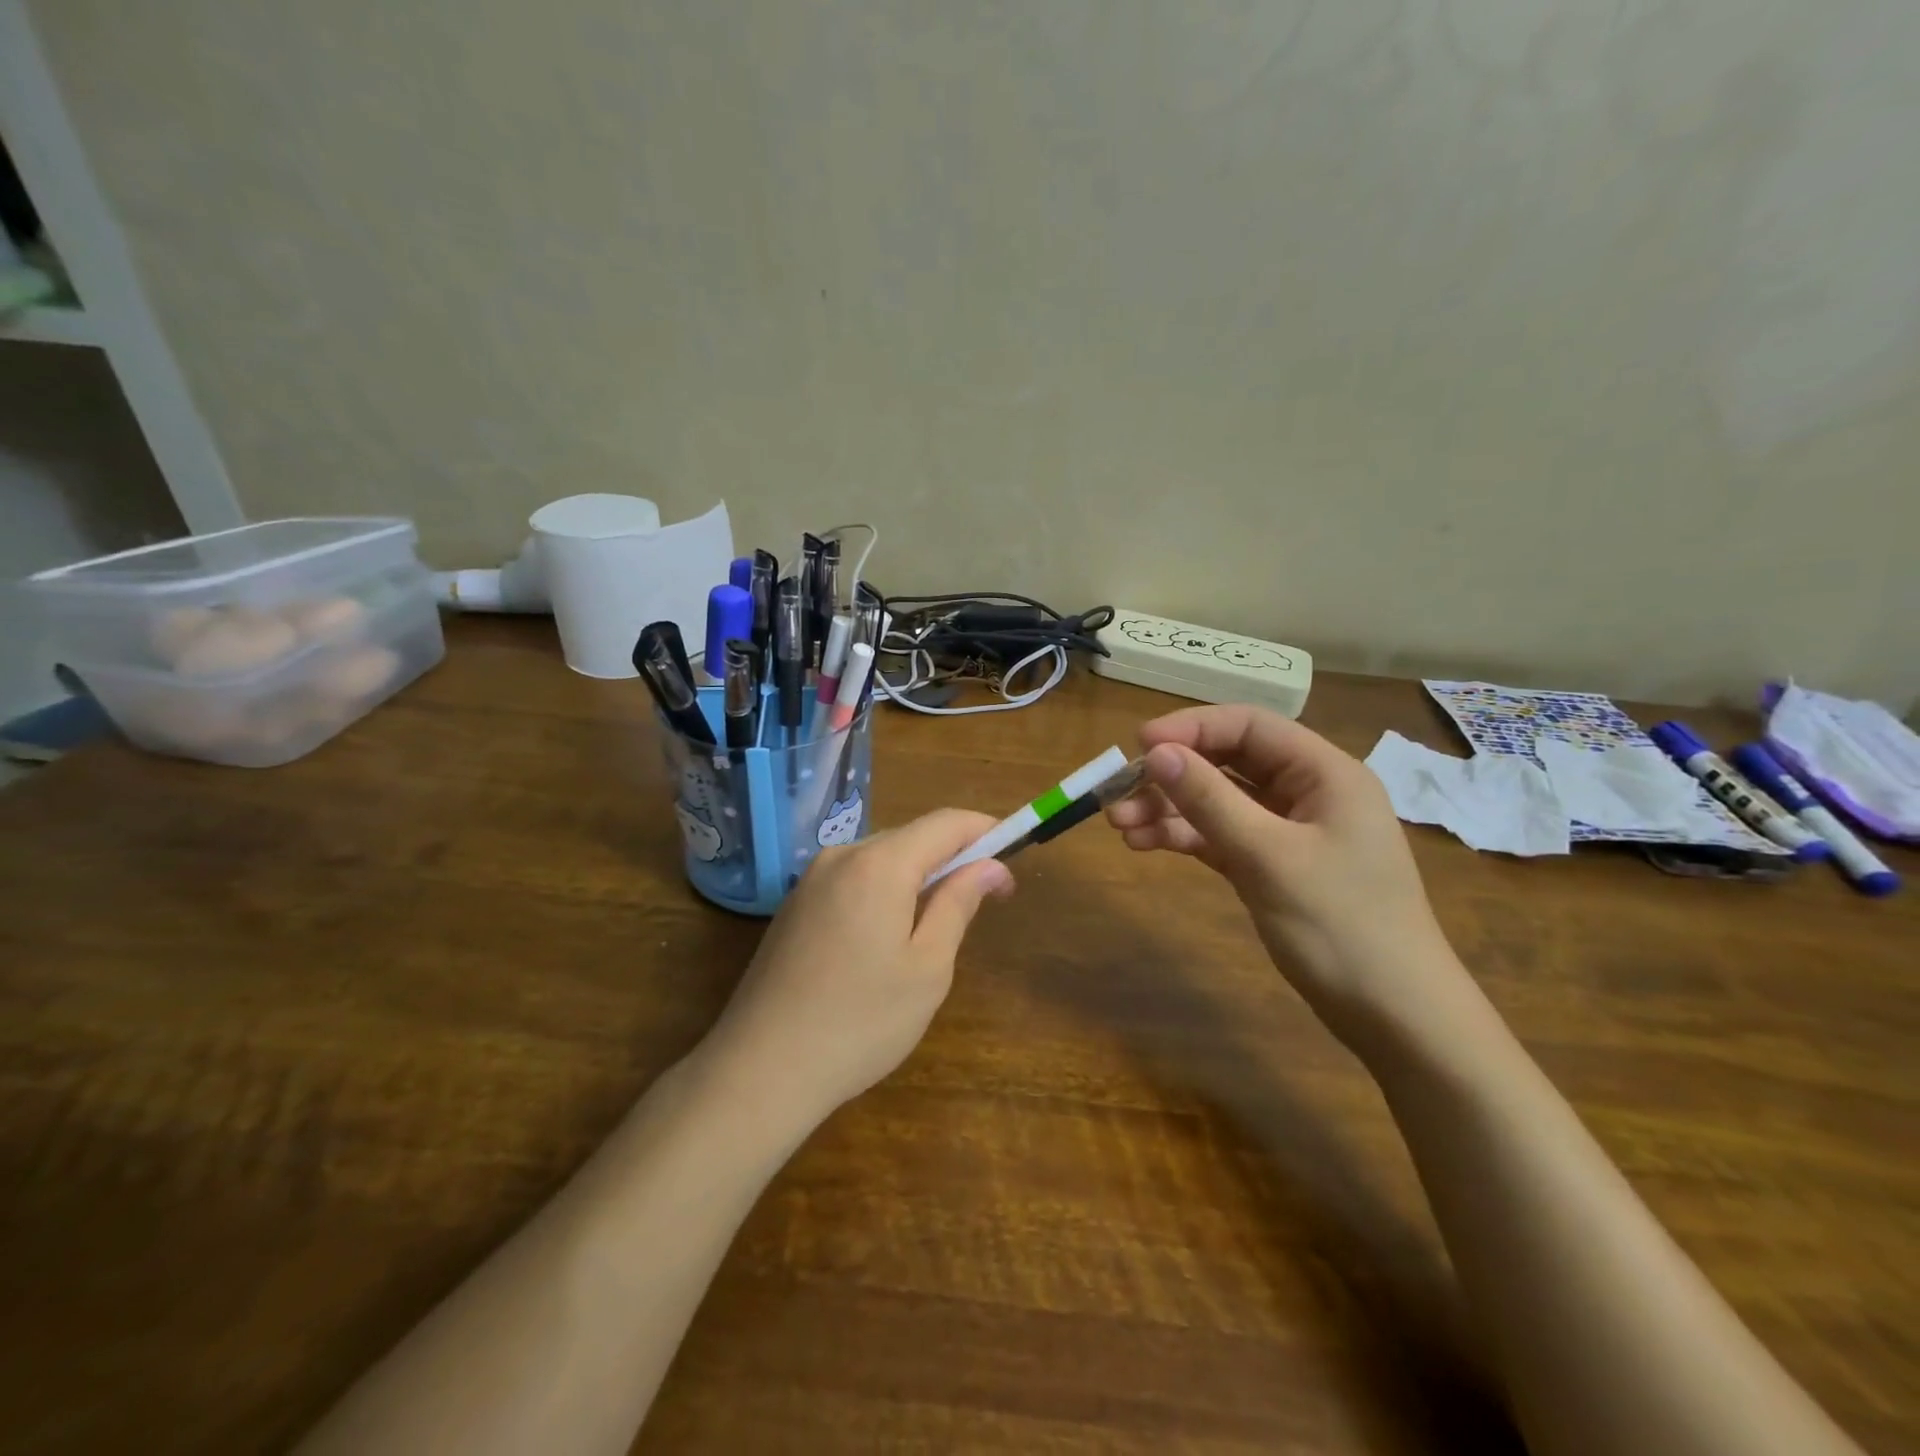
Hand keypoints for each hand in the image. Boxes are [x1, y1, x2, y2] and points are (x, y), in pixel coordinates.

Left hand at [696, 810, 1013, 1129]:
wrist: (760, 1069)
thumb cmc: (860, 1022)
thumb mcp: (927, 967)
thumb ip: (959, 904)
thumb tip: (990, 866)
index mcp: (878, 863)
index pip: (945, 823)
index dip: (985, 832)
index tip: (1013, 858)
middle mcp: (841, 856)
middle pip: (911, 838)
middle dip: (953, 858)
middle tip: (985, 900)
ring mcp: (810, 880)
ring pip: (881, 859)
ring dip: (918, 877)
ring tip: (938, 925)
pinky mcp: (794, 906)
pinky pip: (853, 880)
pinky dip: (884, 892)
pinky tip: (887, 939)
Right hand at [1106, 704, 1462, 1042]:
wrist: (1395, 1017)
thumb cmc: (1341, 926)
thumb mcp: (1268, 857)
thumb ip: (1210, 800)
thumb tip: (1155, 751)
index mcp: (1324, 773)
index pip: (1249, 726)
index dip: (1191, 728)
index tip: (1138, 745)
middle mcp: (1306, 792)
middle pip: (1228, 762)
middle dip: (1171, 776)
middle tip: (1117, 795)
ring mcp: (1288, 831)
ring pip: (1218, 801)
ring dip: (1169, 809)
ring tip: (1120, 826)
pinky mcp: (1272, 865)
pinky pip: (1221, 836)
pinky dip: (1185, 837)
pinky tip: (1144, 844)